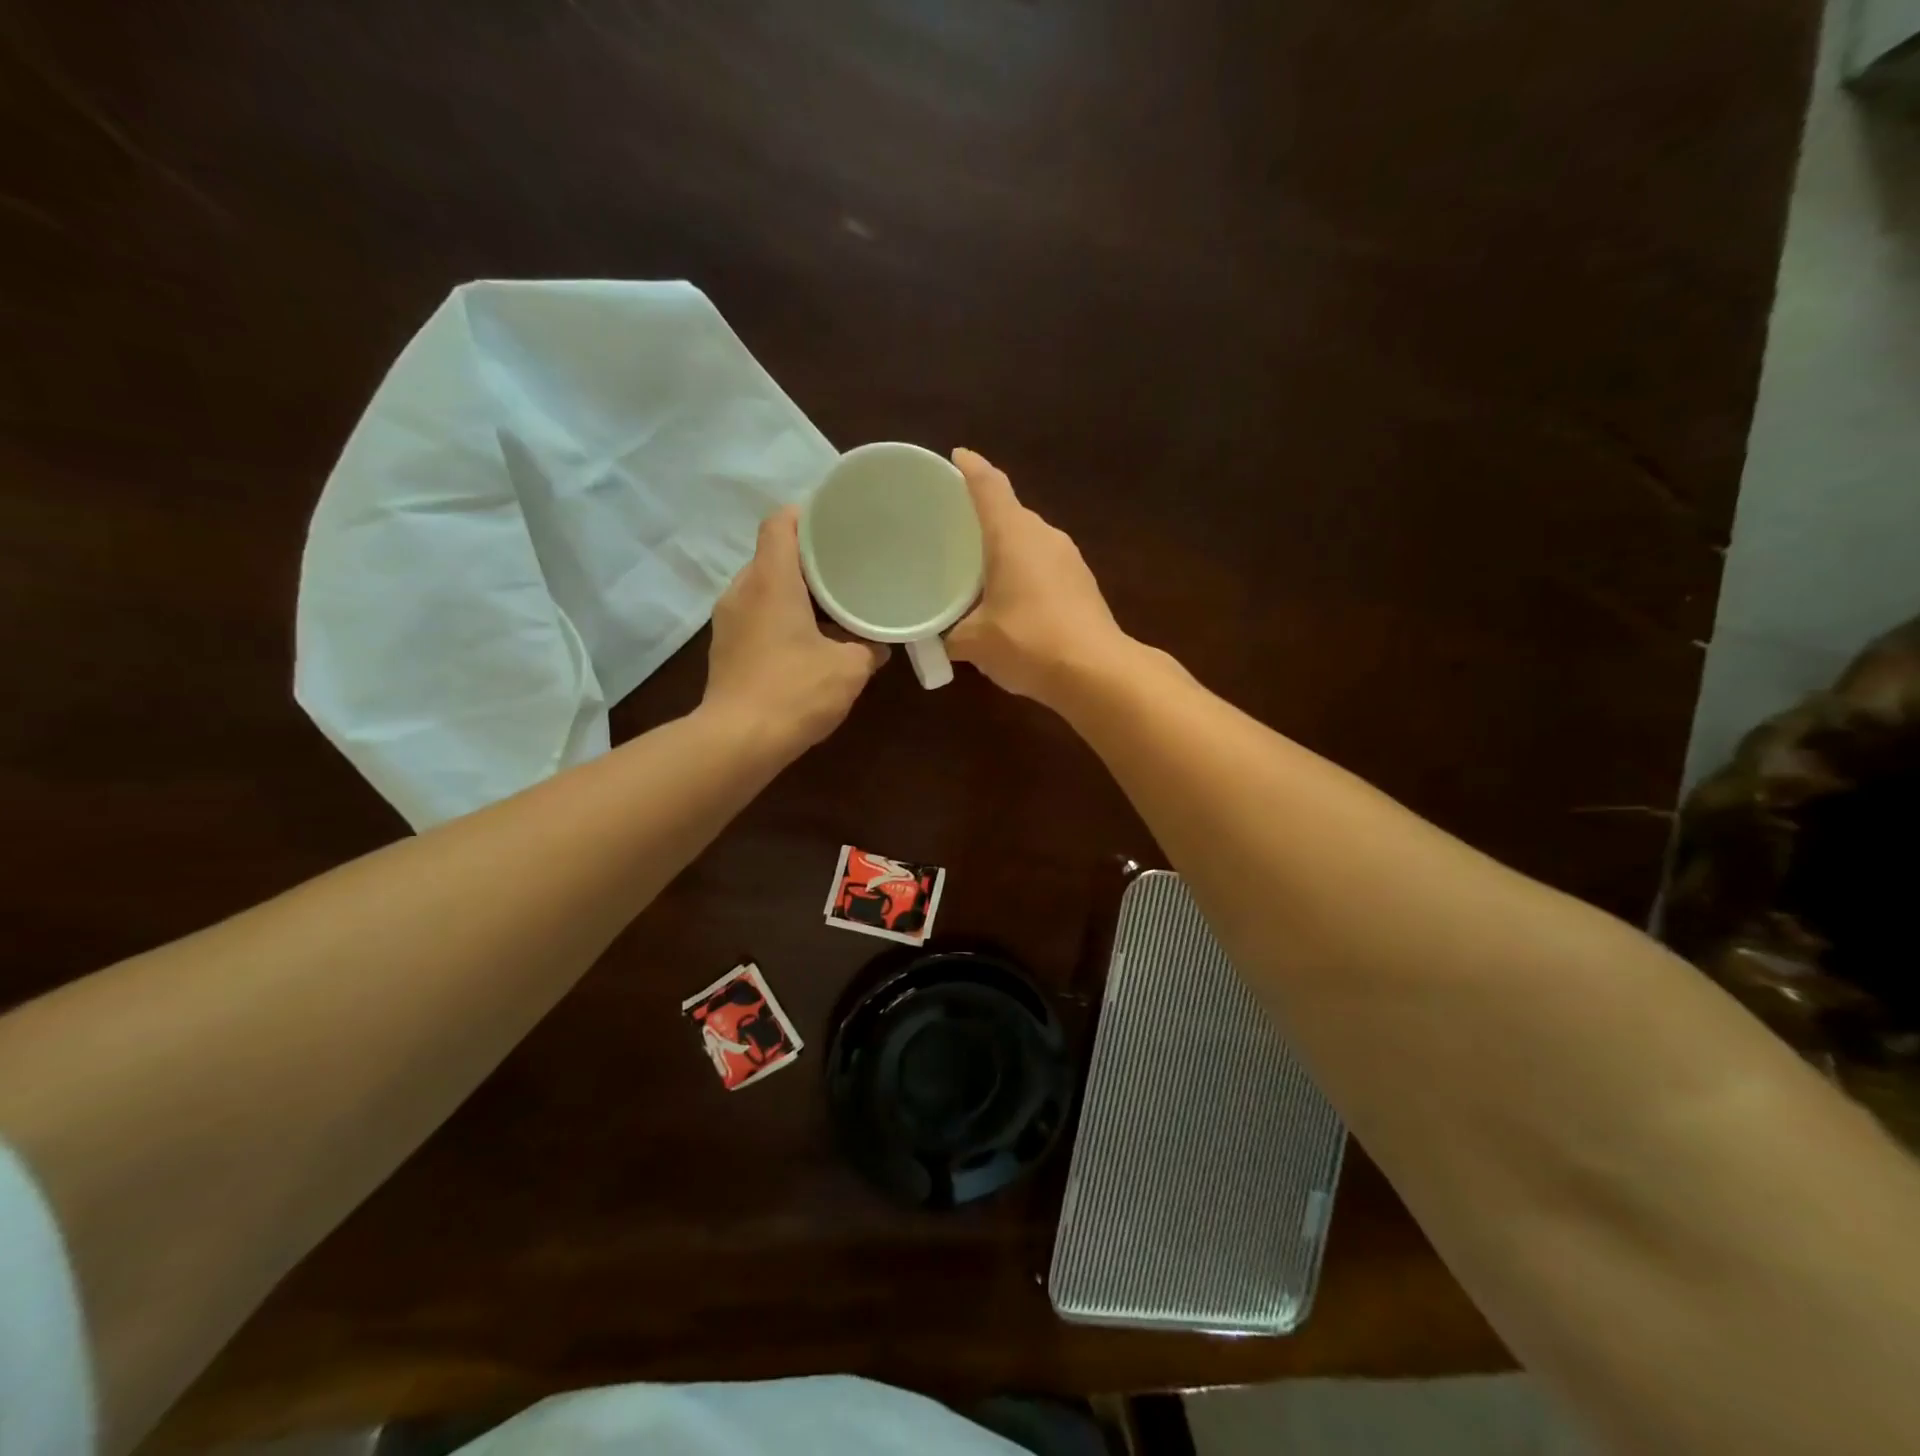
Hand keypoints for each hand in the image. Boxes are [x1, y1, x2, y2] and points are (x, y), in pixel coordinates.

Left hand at [703, 507, 887, 750]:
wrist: (737, 742)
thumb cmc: (795, 692)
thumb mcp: (849, 669)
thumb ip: (869, 648)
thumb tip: (879, 645)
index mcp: (770, 580)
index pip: (780, 523)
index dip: (807, 515)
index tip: (837, 523)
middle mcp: (742, 591)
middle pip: (772, 555)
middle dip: (808, 560)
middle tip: (846, 567)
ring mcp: (727, 621)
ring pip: (763, 588)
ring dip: (794, 592)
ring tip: (830, 606)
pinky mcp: (724, 648)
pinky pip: (755, 616)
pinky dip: (780, 617)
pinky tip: (807, 640)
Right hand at [947, 449, 1133, 706]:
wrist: (1097, 673)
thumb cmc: (1027, 642)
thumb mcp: (974, 642)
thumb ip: (949, 635)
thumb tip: (938, 639)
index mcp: (1013, 534)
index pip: (989, 486)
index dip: (970, 468)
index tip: (956, 457)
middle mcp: (1044, 536)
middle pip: (1011, 513)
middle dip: (984, 516)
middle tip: (954, 529)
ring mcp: (1070, 560)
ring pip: (1030, 541)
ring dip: (1006, 549)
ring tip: (979, 568)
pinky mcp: (1083, 585)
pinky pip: (1045, 566)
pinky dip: (1025, 572)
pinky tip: (1011, 599)